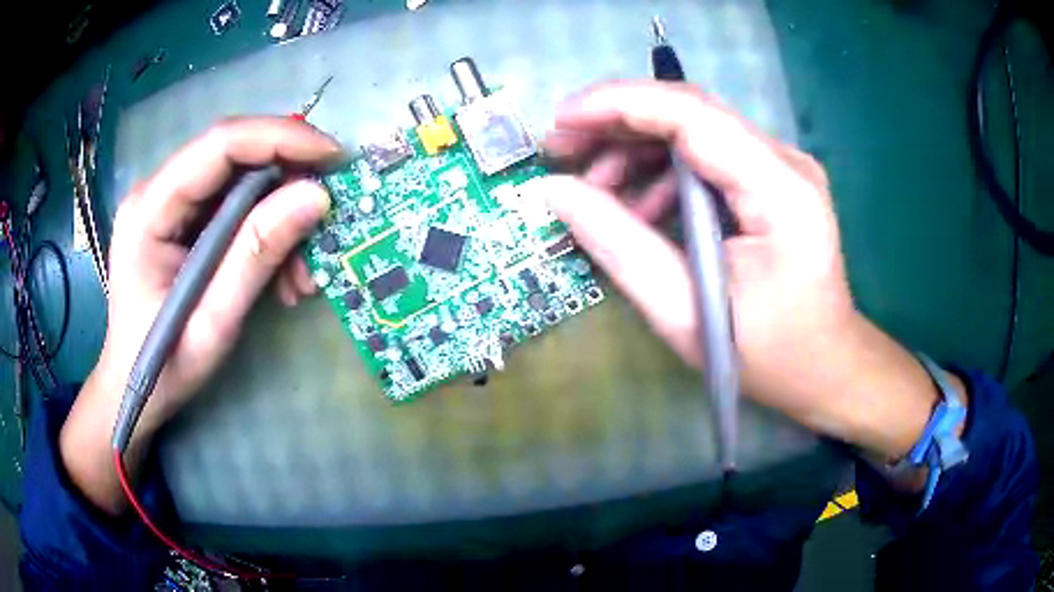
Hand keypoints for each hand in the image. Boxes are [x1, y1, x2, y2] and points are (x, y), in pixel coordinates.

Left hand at [62, 117, 341, 512]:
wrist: (133, 387)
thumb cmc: (162, 367)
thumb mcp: (212, 322)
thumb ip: (255, 256)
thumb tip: (316, 197)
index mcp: (149, 210)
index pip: (220, 145)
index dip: (281, 139)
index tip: (333, 156)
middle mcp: (156, 191)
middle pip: (233, 156)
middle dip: (287, 181)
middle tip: (327, 216)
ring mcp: (168, 203)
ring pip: (240, 181)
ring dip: (280, 215)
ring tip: (302, 272)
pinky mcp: (181, 218)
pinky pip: (234, 205)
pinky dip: (266, 231)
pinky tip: (281, 274)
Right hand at [529, 81, 958, 460]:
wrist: (826, 366)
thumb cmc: (768, 354)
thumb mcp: (685, 312)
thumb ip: (618, 244)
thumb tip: (557, 191)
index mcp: (779, 189)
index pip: (691, 114)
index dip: (618, 104)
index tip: (559, 121)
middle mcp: (785, 162)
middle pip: (690, 110)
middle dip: (617, 121)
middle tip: (562, 150)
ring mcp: (781, 168)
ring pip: (694, 129)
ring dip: (637, 149)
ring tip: (595, 190)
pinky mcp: (772, 181)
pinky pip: (707, 156)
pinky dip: (662, 172)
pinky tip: (640, 208)